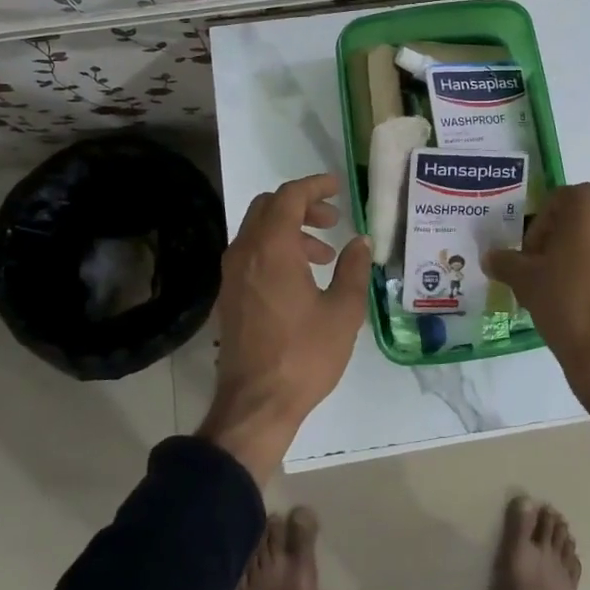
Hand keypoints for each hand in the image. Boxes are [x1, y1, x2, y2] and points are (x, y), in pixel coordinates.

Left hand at [199, 173, 371, 483]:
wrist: (255, 403)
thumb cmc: (304, 354)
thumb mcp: (343, 311)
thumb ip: (353, 269)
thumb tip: (360, 241)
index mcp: (272, 248)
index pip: (289, 196)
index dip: (315, 186)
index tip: (337, 186)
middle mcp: (246, 251)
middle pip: (268, 207)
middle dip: (302, 206)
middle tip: (332, 219)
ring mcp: (232, 274)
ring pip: (258, 231)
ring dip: (290, 230)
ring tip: (324, 255)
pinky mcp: (229, 295)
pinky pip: (251, 254)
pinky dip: (276, 250)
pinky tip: (301, 278)